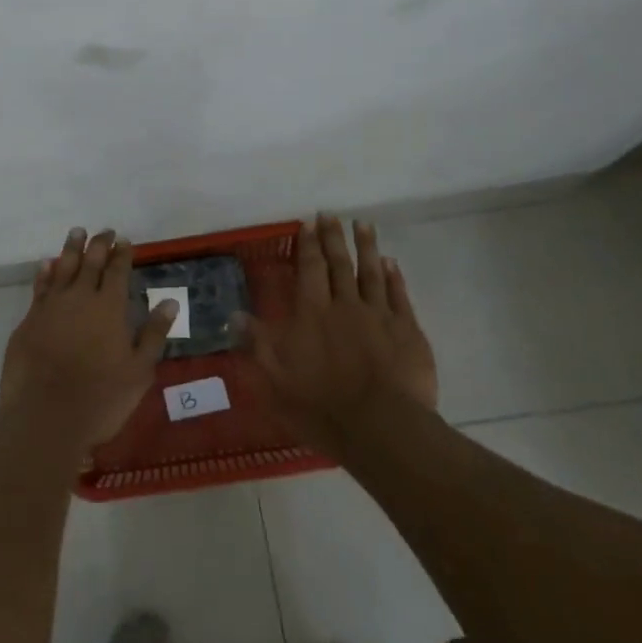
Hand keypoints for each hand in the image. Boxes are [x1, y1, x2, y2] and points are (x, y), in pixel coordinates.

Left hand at [0, 228, 176, 452]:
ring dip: (71, 249)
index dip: (122, 254)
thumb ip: (154, 334)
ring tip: (77, 232)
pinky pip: (40, 286)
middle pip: (90, 262)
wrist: (45, 416)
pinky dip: (45, 272)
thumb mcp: (139, 371)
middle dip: (99, 244)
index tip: (125, 241)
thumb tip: (169, 302)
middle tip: (104, 231)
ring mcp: (51, 307)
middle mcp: (80, 298)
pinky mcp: (29, 320)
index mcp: (109, 307)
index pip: (118, 271)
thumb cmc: (101, 398)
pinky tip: (47, 264)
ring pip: (63, 267)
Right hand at [235, 215, 438, 456]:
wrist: (382, 428)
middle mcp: (345, 305)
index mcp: (312, 314)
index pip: (309, 270)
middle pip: (339, 264)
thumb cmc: (322, 405)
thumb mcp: (275, 378)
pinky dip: (394, 277)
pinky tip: (391, 263)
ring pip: (371, 273)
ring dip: (366, 247)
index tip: (307, 223)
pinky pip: (398, 296)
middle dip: (334, 238)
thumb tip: (234, 314)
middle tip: (331, 214)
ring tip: (363, 224)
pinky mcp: (407, 332)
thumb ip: (257, 343)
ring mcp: (380, 316)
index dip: (308, 245)